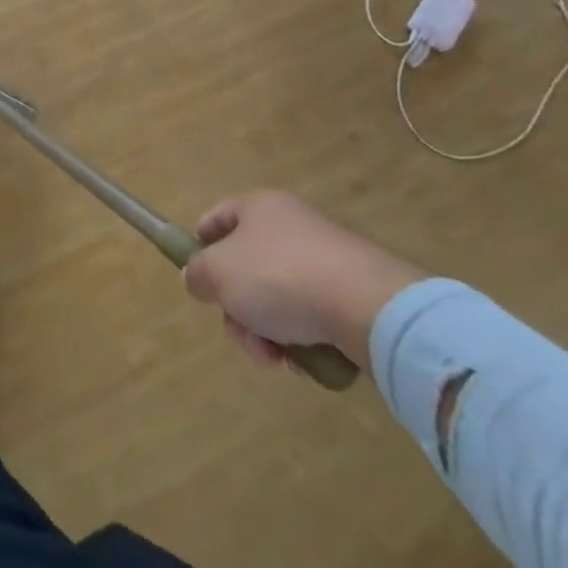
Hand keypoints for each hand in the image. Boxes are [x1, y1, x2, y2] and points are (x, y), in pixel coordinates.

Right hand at [182, 191, 425, 371]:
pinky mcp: (354, 293)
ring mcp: (326, 259)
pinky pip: (311, 315)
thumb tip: (198, 278)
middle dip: (236, 308)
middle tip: (241, 333)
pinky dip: (301, 338)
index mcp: (258, 207)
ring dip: (265, 331)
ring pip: (276, 297)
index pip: (216, 218)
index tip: (199, 280)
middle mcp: (291, 225)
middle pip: (245, 267)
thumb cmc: (280, 277)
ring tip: (275, 358)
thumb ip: (197, 273)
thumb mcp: (217, 273)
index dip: (199, 245)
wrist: (371, 308)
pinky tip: (303, 360)